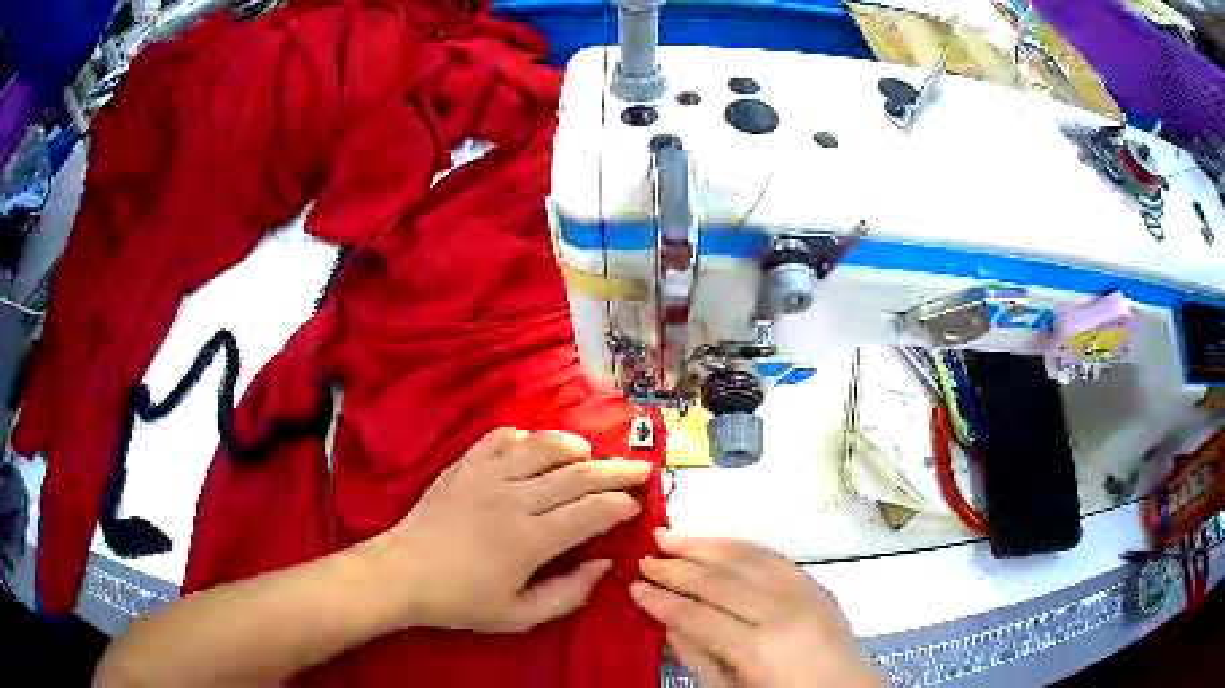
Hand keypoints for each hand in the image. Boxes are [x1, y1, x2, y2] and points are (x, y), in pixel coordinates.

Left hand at [366, 427, 651, 632]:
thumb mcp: (519, 615)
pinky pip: (502, 438)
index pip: (591, 512)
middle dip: (616, 471)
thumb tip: (604, 563)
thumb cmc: (462, 600)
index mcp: (530, 540)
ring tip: (592, 453)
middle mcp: (513, 499)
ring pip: (543, 447)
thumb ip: (569, 593)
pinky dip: (527, 437)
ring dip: (575, 447)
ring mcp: (486, 476)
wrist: (403, 573)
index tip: (637, 505)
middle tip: (640, 469)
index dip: (620, 506)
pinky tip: (537, 446)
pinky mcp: (465, 465)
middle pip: (577, 475)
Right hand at [630, 530, 879, 687]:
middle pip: (718, 580)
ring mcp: (804, 593)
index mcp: (757, 649)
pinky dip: (740, 546)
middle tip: (643, 558)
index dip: (662, 599)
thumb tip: (669, 623)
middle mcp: (782, 612)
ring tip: (670, 537)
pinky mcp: (816, 585)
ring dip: (704, 545)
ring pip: (745, 557)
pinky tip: (717, 543)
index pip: (697, 614)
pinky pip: (773, 557)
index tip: (634, 586)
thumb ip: (698, 658)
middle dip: (676, 567)